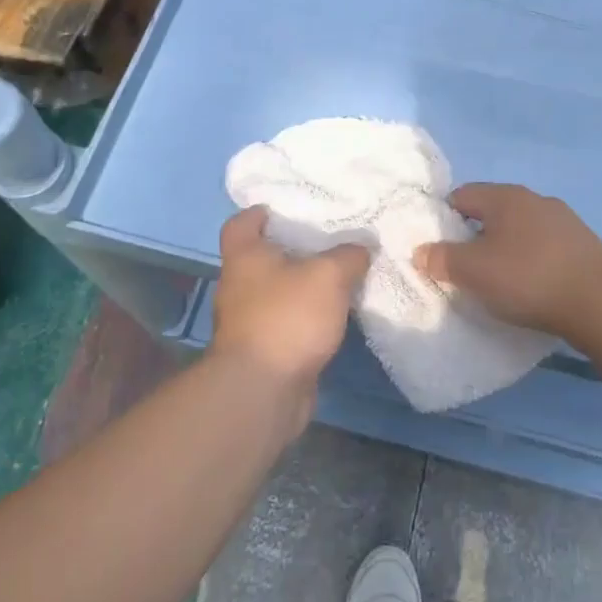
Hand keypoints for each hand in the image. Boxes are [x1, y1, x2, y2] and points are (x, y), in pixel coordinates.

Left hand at [210, 207, 369, 392]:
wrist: (264, 390)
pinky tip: (336, 316)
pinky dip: (308, 317)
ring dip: (304, 287)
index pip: (240, 224)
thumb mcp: (328, 275)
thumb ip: (348, 256)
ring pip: (279, 293)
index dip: (259, 214)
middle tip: (329, 241)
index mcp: (245, 257)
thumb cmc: (287, 317)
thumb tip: (361, 248)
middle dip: (292, 250)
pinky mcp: (265, 350)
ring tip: (341, 277)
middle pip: (262, 258)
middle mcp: (240, 286)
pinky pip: (289, 323)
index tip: (284, 210)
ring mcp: (250, 322)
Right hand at [413, 183, 601, 338]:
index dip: (445, 219)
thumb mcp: (473, 272)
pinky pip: (545, 246)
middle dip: (476, 236)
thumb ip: (442, 259)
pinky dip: (533, 260)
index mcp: (506, 197)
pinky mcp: (584, 244)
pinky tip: (533, 286)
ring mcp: (564, 220)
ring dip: (507, 248)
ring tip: (500, 281)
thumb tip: (422, 251)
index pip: (462, 195)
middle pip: (493, 212)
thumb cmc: (527, 279)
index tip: (440, 249)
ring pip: (521, 229)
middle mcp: (535, 199)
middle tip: (466, 268)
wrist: (599, 303)